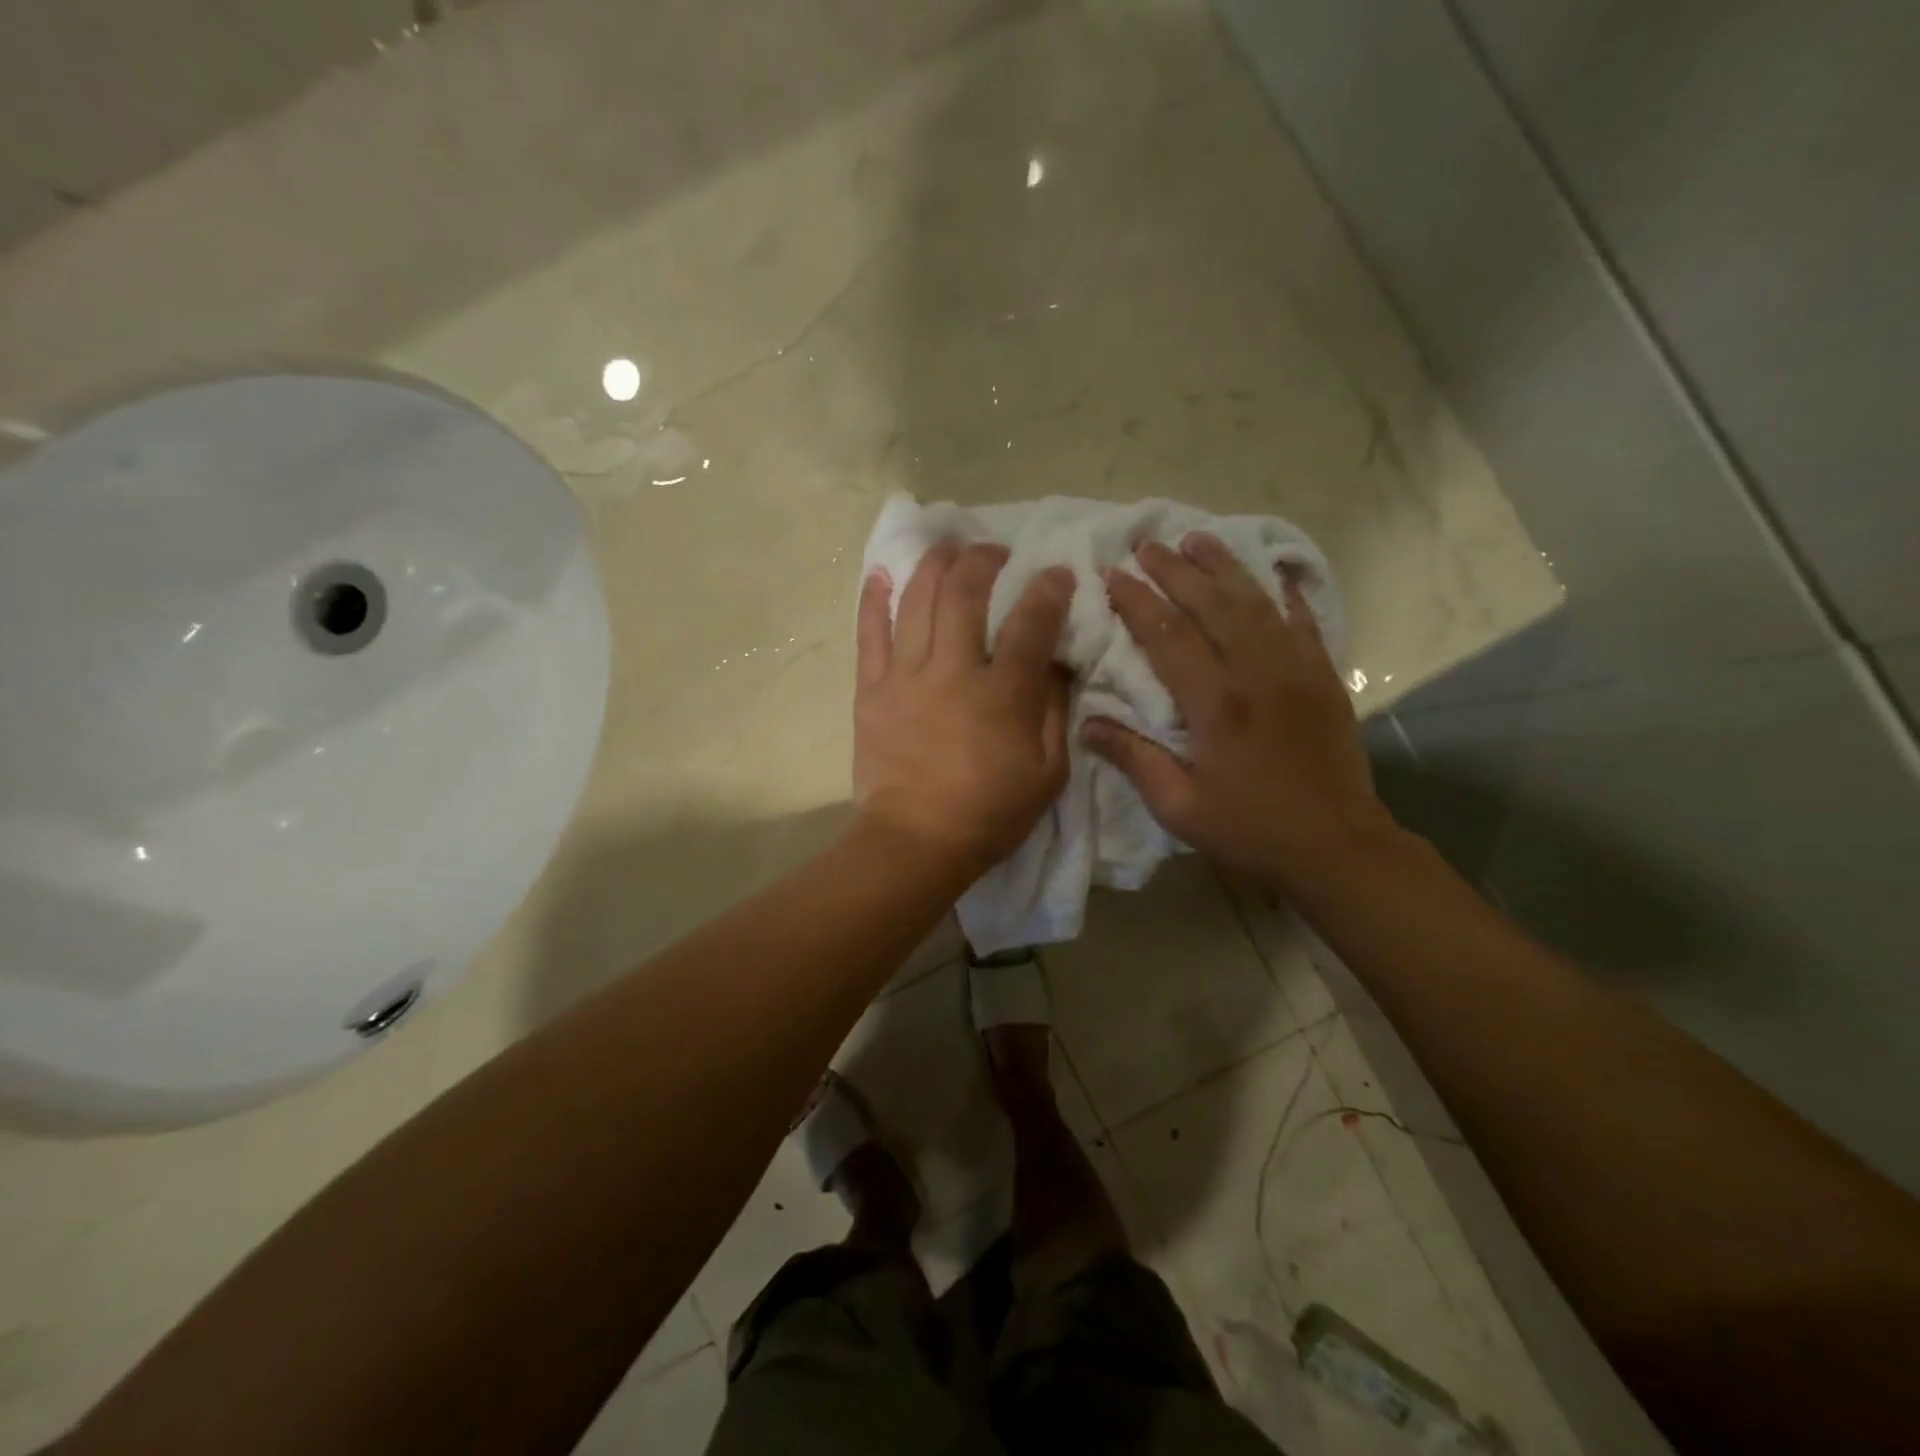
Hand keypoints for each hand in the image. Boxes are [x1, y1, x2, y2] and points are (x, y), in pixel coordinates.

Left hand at [853, 541, 1074, 878]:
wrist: (916, 842)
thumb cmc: (990, 813)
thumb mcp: (1048, 773)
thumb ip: (1055, 712)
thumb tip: (1058, 665)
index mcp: (1001, 694)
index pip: (1030, 623)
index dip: (1048, 590)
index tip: (1058, 572)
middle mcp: (952, 672)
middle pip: (963, 594)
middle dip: (982, 560)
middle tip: (994, 551)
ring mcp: (905, 678)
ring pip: (916, 602)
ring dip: (934, 564)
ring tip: (947, 548)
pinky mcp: (871, 690)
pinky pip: (869, 634)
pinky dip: (875, 599)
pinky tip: (882, 573)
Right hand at [1085, 533, 1396, 894]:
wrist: (1338, 848)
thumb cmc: (1250, 830)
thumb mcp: (1179, 807)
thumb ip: (1134, 759)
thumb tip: (1087, 724)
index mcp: (1217, 705)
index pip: (1169, 636)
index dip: (1137, 601)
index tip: (1112, 574)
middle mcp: (1258, 674)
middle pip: (1213, 605)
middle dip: (1176, 570)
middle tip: (1147, 543)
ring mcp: (1298, 671)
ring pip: (1256, 602)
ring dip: (1224, 567)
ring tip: (1196, 538)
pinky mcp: (1325, 677)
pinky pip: (1303, 621)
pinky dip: (1284, 593)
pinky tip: (1269, 573)